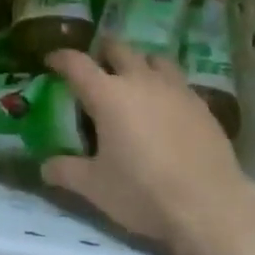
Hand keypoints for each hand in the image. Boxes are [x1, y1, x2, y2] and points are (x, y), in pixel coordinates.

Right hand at [43, 40, 254, 249]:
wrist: (210, 205)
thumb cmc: (143, 193)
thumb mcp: (96, 188)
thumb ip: (67, 172)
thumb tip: (44, 167)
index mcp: (108, 95)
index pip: (77, 63)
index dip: (61, 58)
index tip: (52, 60)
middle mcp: (140, 81)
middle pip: (118, 48)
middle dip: (103, 52)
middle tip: (96, 67)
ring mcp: (174, 88)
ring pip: (152, 58)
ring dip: (138, 62)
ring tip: (134, 79)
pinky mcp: (200, 103)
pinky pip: (177, 80)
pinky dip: (164, 84)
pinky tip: (166, 106)